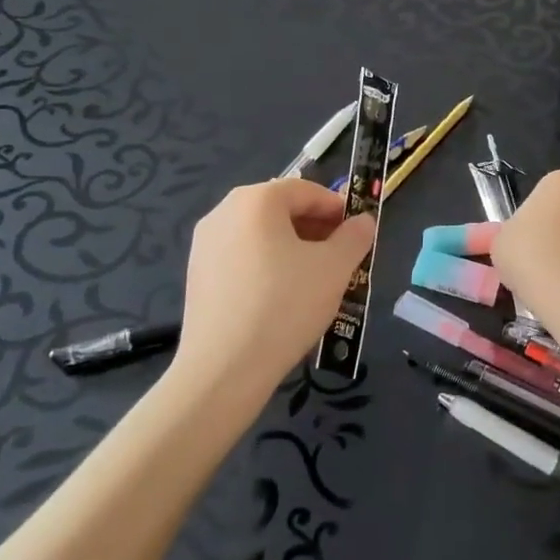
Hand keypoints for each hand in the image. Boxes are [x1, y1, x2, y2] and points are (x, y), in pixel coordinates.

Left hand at [171, 180, 377, 399]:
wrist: (224, 369)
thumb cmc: (285, 306)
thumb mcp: (335, 268)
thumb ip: (354, 237)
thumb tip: (362, 221)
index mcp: (256, 200)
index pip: (307, 190)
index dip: (337, 209)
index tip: (356, 234)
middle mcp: (224, 211)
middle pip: (281, 209)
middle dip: (315, 228)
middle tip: (339, 258)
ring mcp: (204, 244)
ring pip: (260, 234)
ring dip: (292, 247)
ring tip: (314, 280)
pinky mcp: (197, 275)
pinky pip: (241, 257)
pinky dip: (266, 265)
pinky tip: (281, 297)